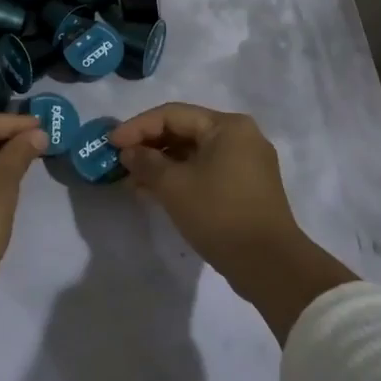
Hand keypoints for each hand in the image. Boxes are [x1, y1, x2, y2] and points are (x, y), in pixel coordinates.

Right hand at [109, 104, 299, 270]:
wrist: (269, 265)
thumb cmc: (219, 214)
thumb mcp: (174, 186)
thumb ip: (146, 162)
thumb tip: (130, 153)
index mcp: (228, 126)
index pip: (172, 115)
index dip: (137, 127)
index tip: (110, 143)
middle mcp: (241, 137)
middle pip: (184, 131)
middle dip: (149, 146)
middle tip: (120, 162)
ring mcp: (246, 163)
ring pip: (194, 153)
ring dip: (161, 165)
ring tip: (132, 181)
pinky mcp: (246, 187)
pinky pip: (205, 171)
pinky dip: (180, 178)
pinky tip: (155, 193)